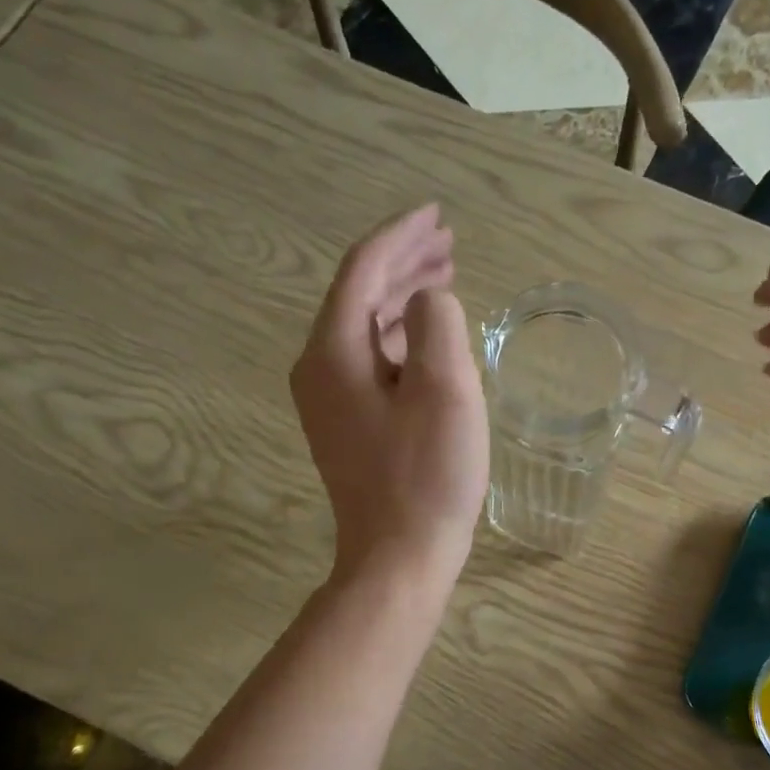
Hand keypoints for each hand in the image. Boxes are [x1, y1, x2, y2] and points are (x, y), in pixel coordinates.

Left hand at [293, 204, 488, 591]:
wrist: (398, 555)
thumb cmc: (427, 475)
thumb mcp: (446, 389)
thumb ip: (437, 322)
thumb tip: (430, 302)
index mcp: (334, 351)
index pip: (362, 269)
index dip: (401, 235)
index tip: (437, 214)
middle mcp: (319, 367)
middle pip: (359, 293)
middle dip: (404, 262)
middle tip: (449, 244)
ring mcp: (329, 399)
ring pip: (366, 326)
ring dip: (404, 297)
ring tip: (446, 278)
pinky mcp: (347, 424)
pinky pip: (371, 359)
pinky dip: (401, 337)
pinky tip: (429, 337)